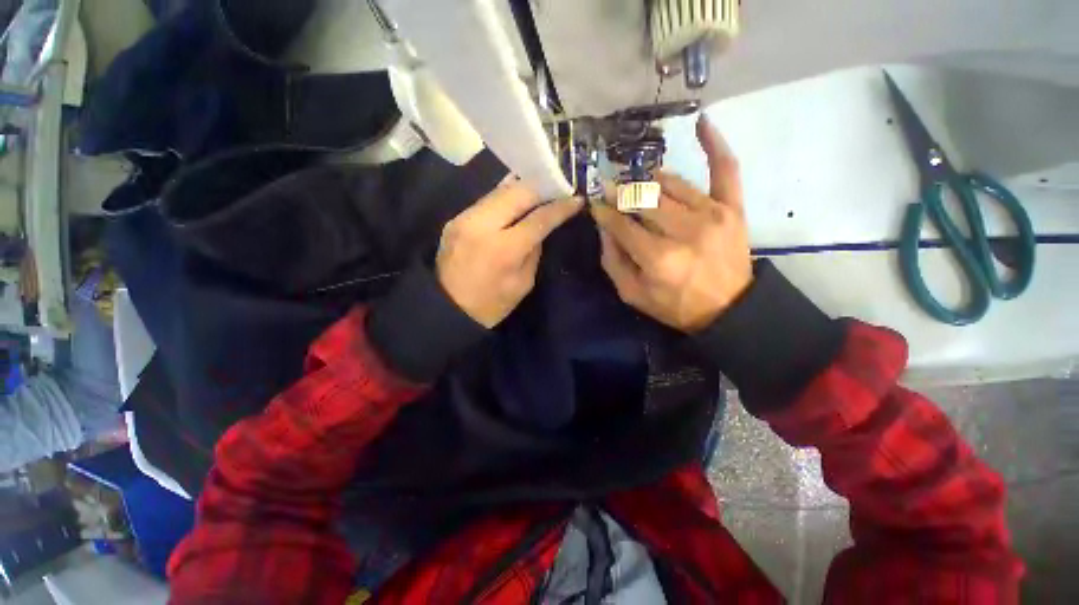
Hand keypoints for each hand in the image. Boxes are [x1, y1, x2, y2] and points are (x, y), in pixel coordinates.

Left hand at [437, 180, 581, 327]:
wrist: (447, 309)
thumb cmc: (491, 304)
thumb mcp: (523, 283)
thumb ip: (535, 250)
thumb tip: (541, 226)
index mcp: (504, 249)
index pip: (539, 218)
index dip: (560, 208)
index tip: (576, 200)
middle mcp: (483, 225)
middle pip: (518, 192)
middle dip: (541, 188)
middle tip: (557, 190)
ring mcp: (465, 218)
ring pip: (500, 190)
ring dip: (523, 189)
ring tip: (539, 191)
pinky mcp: (455, 218)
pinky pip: (487, 200)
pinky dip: (505, 197)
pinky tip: (515, 202)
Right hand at [592, 115, 751, 332]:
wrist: (728, 309)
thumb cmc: (675, 305)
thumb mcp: (633, 295)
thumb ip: (613, 262)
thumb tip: (603, 227)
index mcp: (657, 258)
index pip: (621, 224)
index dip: (604, 212)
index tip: (595, 203)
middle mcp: (683, 231)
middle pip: (643, 200)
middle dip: (621, 194)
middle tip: (612, 192)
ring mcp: (711, 215)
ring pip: (670, 184)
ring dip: (648, 181)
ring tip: (638, 184)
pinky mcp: (732, 208)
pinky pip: (725, 168)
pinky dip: (714, 144)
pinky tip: (702, 122)